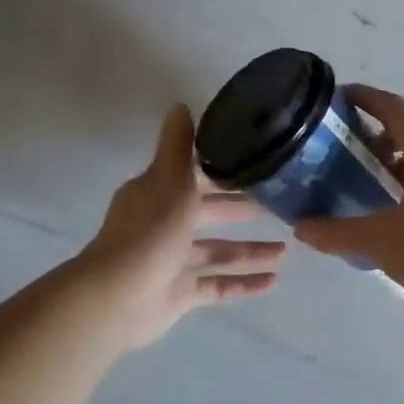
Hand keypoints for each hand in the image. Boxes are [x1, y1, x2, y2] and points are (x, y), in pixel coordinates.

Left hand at [75, 105, 283, 350]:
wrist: (118, 298)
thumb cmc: (150, 233)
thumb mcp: (170, 180)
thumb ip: (179, 146)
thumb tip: (180, 105)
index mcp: (159, 195)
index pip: (197, 178)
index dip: (226, 172)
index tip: (260, 165)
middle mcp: (165, 226)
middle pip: (211, 214)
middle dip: (243, 210)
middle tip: (281, 206)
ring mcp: (173, 262)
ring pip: (218, 252)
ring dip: (250, 250)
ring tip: (286, 249)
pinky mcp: (180, 294)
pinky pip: (218, 286)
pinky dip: (244, 284)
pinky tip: (273, 281)